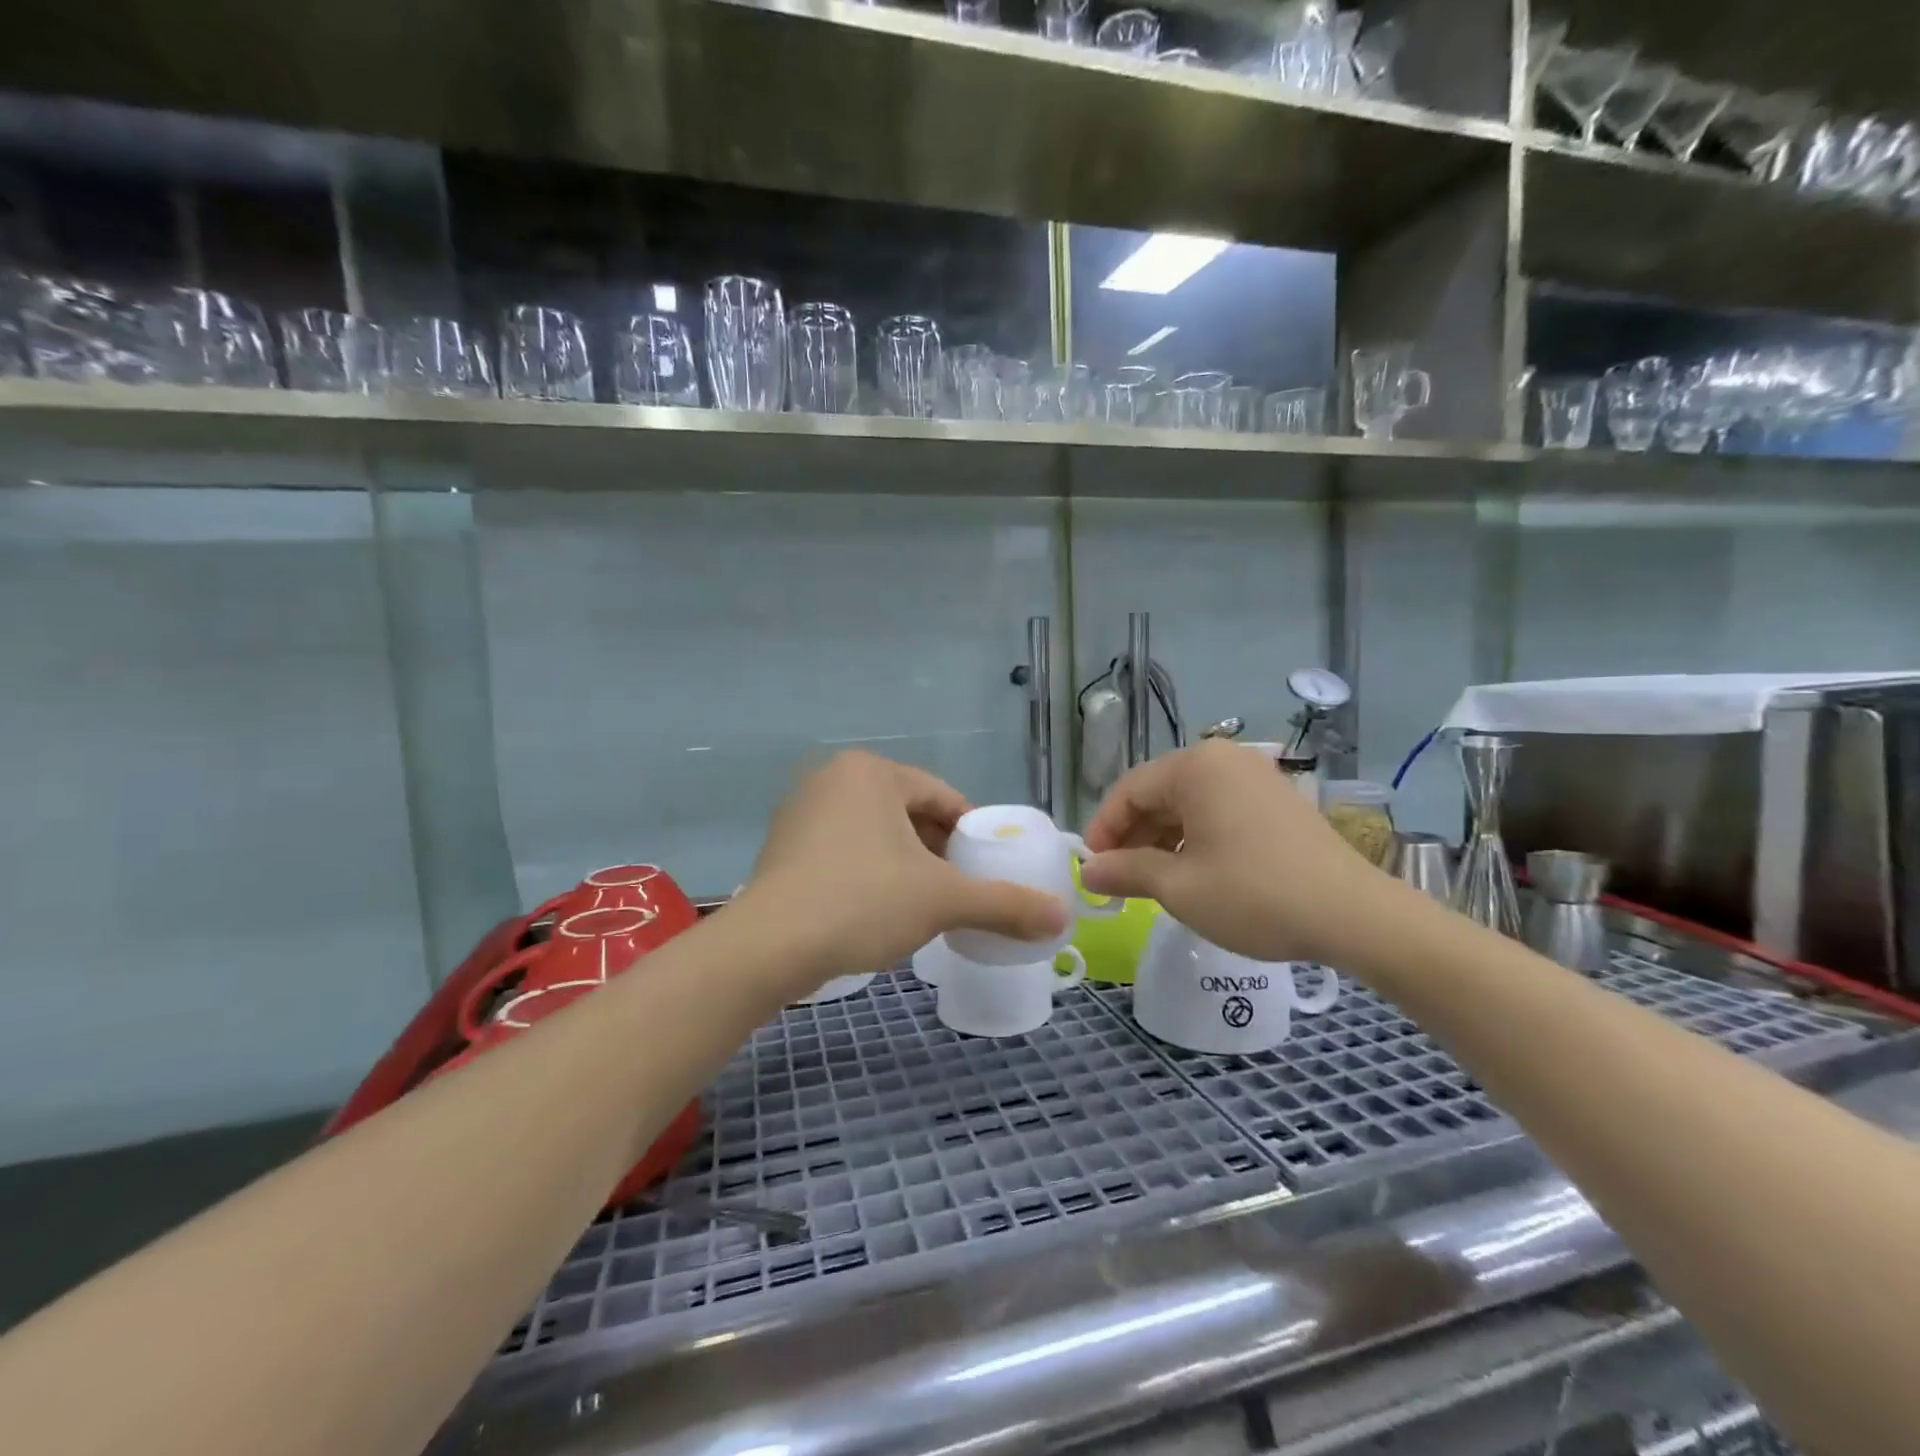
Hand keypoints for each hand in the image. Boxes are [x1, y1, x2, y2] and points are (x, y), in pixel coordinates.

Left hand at [735, 751, 1068, 996]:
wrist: (768, 948)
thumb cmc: (862, 902)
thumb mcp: (942, 900)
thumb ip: (1004, 903)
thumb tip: (1063, 917)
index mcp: (872, 772)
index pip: (943, 797)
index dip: (972, 835)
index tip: (986, 871)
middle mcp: (833, 777)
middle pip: (908, 813)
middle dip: (937, 851)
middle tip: (956, 891)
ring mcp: (801, 810)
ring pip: (875, 833)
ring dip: (904, 864)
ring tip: (921, 905)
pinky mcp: (782, 845)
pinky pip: (844, 850)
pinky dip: (868, 872)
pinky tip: (875, 909)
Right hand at [1079, 740, 1395, 964]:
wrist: (1354, 916)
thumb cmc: (1254, 895)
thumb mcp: (1179, 887)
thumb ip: (1126, 872)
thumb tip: (1088, 872)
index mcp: (1196, 767)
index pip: (1129, 790)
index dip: (1103, 830)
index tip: (1091, 868)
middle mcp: (1225, 759)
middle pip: (1159, 793)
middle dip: (1133, 836)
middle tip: (1119, 880)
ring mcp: (1255, 777)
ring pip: (1188, 804)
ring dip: (1162, 840)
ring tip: (1152, 882)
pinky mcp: (1276, 800)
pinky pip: (1218, 811)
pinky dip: (1195, 838)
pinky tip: (1192, 873)